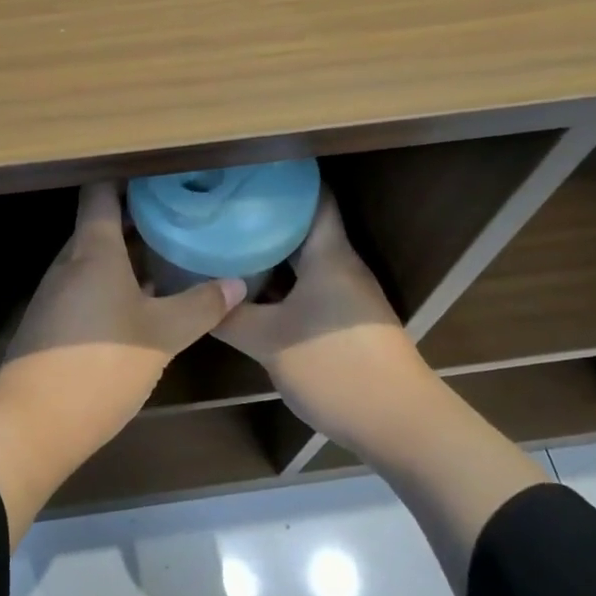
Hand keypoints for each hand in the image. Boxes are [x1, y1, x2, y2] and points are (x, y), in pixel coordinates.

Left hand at [3, 180, 244, 417]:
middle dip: (137, 220)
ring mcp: (56, 293)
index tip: (160, 177)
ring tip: (168, 257)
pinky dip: (114, 284)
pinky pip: (86, 287)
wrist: (31, 423)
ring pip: (94, 260)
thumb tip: (236, 283)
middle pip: (99, 226)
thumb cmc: (100, 364)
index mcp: (93, 251)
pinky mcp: (52, 323)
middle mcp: (69, 263)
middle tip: (179, 218)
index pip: (101, 193)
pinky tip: (142, 304)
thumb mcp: (161, 336)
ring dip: (127, 256)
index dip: (127, 179)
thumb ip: (199, 306)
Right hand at [214, 192, 429, 458]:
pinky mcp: (346, 320)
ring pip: (305, 259)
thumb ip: (230, 319)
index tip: (245, 171)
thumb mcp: (269, 343)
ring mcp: (347, 294)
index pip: (314, 197)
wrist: (399, 424)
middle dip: (265, 215)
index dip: (283, 180)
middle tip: (222, 208)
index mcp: (329, 255)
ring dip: (272, 251)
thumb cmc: (335, 368)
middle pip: (304, 226)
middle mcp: (342, 266)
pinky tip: (253, 290)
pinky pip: (309, 285)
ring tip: (228, 241)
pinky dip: (283, 281)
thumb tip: (195, 299)